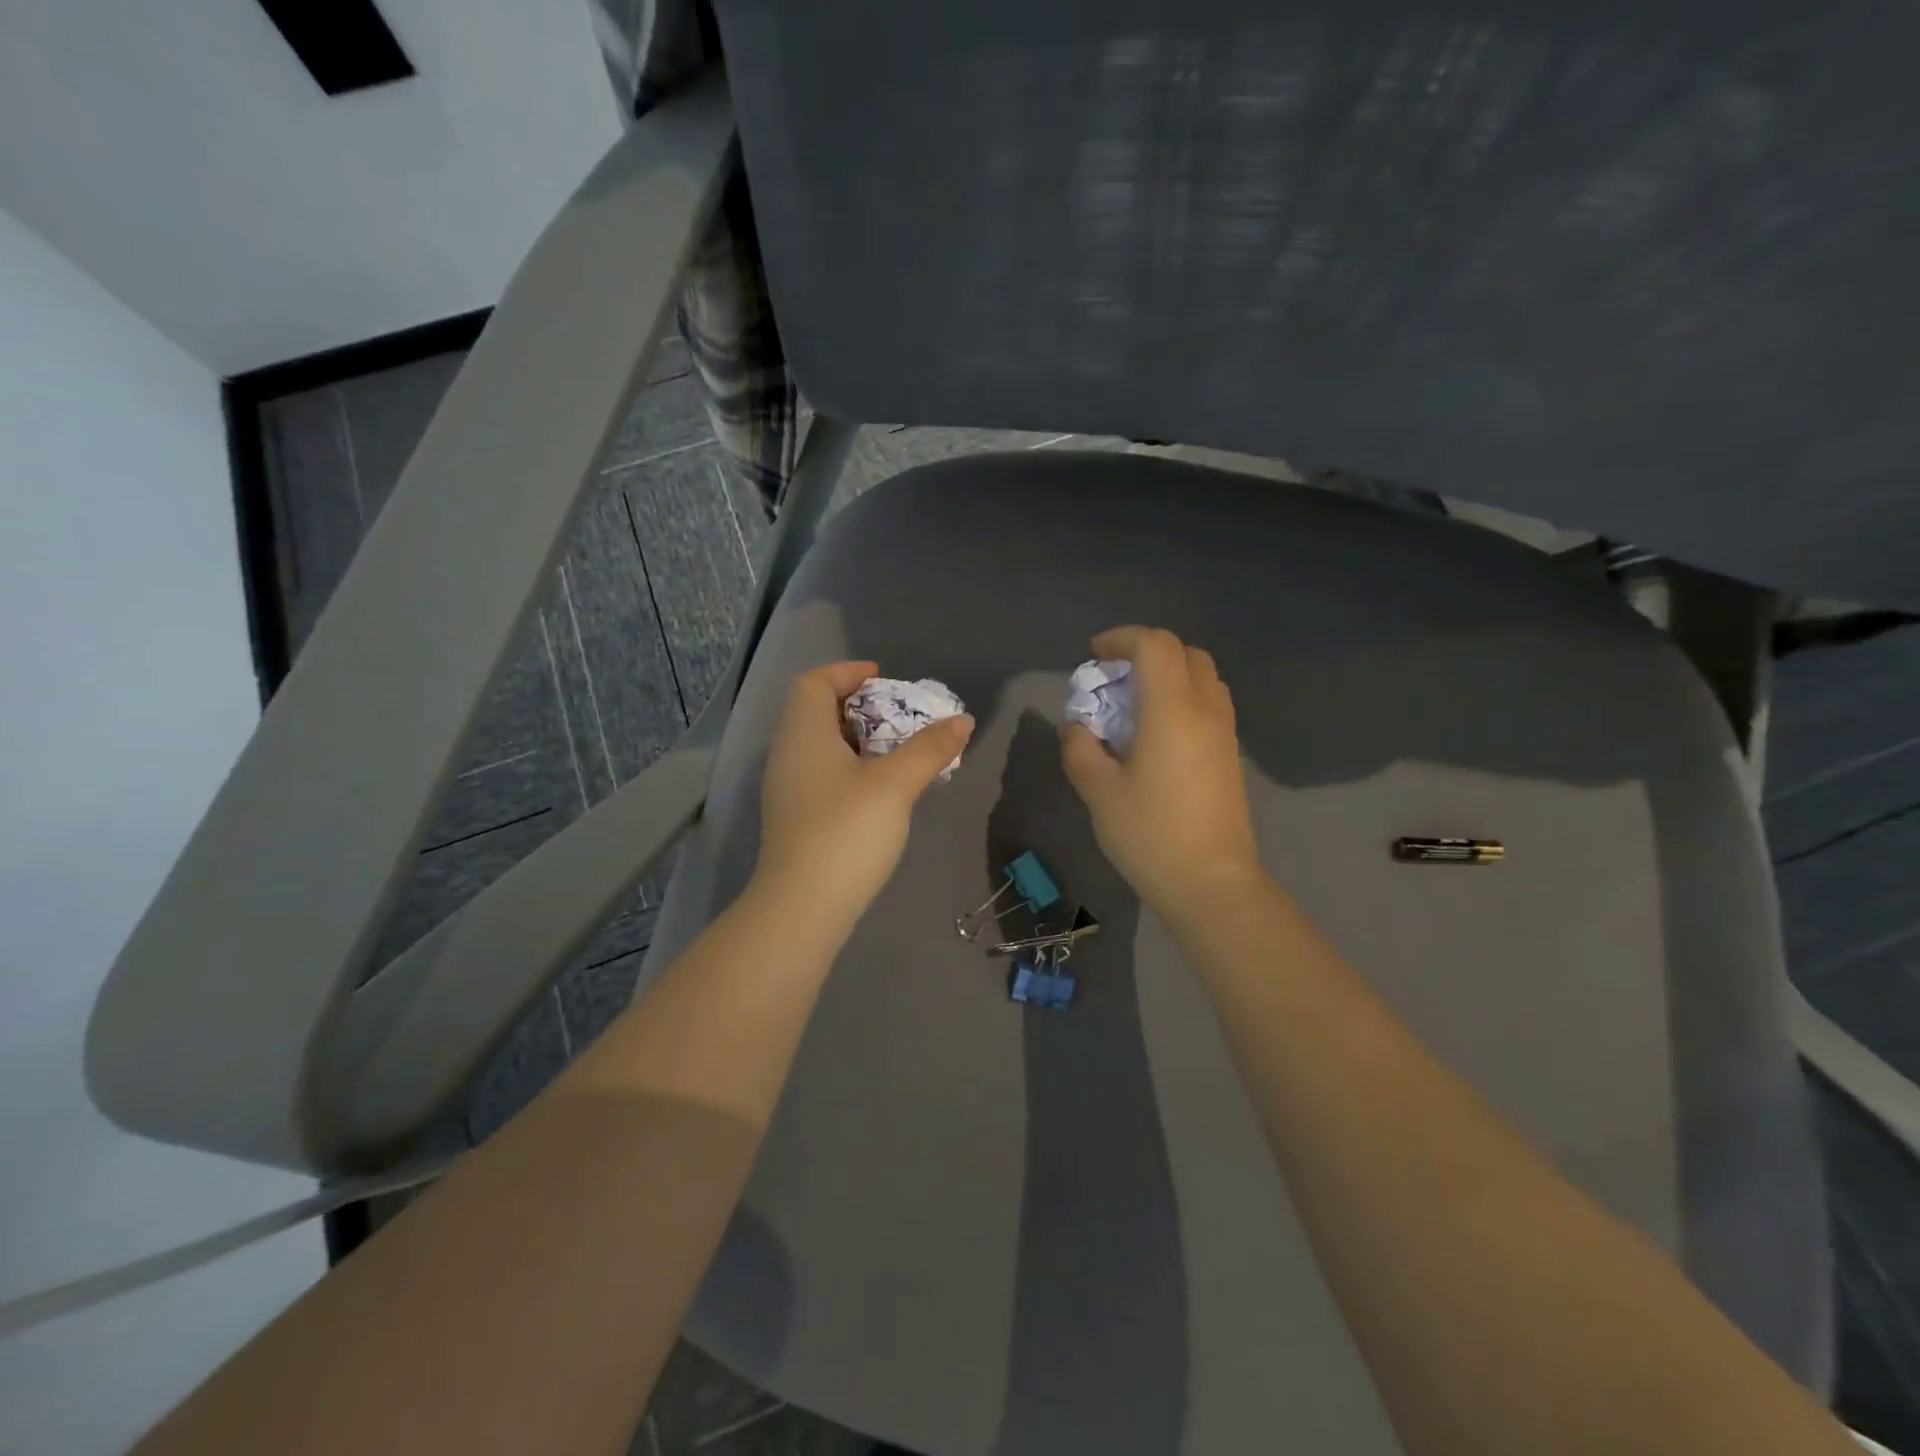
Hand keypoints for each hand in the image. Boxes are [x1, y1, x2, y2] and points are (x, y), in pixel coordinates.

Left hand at [752, 661, 974, 939]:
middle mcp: (788, 754)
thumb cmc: (846, 833)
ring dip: (857, 739)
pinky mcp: (795, 817)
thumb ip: (929, 748)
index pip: (814, 682)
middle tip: (899, 714)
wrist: (802, 907)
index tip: (884, 678)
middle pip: (816, 711)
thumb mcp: (895, 785)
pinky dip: (850, 766)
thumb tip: (963, 720)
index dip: (847, 672)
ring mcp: (787, 789)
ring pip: (820, 745)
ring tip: (897, 750)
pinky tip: (880, 789)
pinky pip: (822, 773)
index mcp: (804, 734)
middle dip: (859, 705)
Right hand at [1061, 626, 1262, 916]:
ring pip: (1203, 677)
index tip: (1095, 655)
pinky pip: (1209, 703)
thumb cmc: (1150, 834)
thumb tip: (1077, 727)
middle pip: (1185, 653)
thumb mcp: (1098, 792)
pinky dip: (1183, 697)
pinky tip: (1157, 732)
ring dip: (1169, 674)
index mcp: (1172, 710)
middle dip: (1147, 652)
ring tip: (1135, 703)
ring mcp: (1224, 732)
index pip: (1155, 646)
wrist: (1211, 884)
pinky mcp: (1230, 755)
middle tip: (1114, 677)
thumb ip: (1079, 749)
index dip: (1122, 639)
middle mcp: (1205, 710)